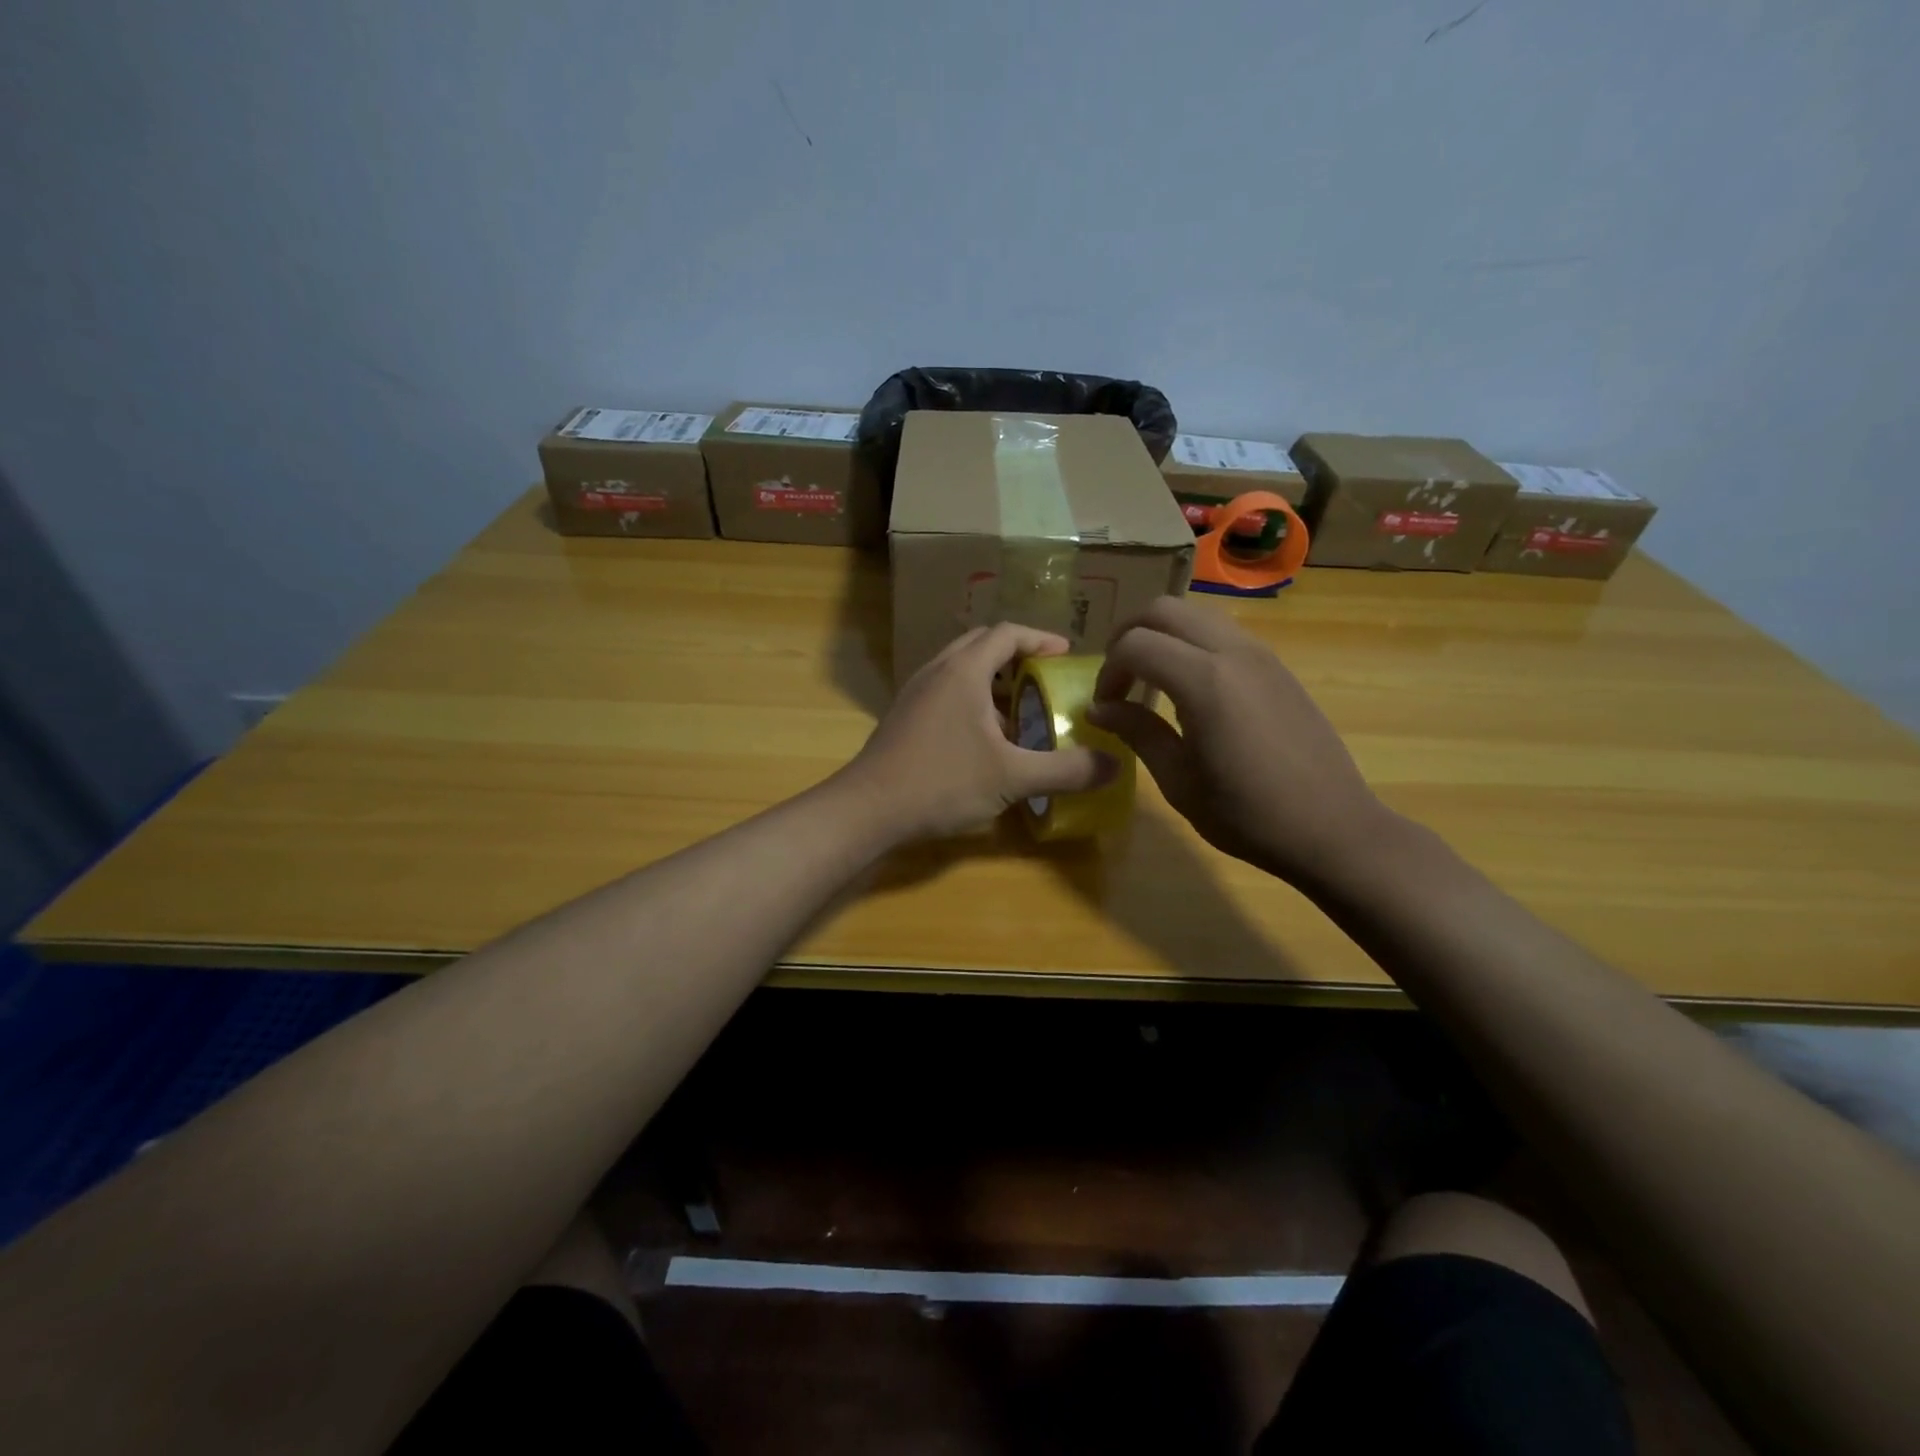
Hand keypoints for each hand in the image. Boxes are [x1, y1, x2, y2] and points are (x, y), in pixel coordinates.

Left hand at [840, 623, 1113, 841]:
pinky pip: (945, 691)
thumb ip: (1065, 770)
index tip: (1066, 655)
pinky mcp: (904, 716)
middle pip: (982, 644)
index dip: (1041, 639)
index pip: (1008, 633)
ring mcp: (915, 692)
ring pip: (960, 668)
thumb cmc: (941, 782)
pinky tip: (984, 740)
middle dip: (1016, 656)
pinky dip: (971, 700)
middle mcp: (937, 670)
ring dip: (992, 681)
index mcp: (964, 670)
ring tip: (1019, 712)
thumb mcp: (1012, 778)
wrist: (868, 808)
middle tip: (1044, 680)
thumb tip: (1114, 765)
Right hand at [1087, 597, 1392, 885]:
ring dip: (1163, 635)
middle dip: (1129, 635)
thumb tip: (1098, 709)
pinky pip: (1223, 633)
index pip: (1135, 644)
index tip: (1105, 706)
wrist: (1331, 828)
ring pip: (1196, 614)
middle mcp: (1233, 652)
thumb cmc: (1246, 814)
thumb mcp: (1179, 780)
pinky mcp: (1277, 666)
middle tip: (1119, 677)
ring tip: (1151, 678)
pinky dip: (1193, 643)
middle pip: (1164, 609)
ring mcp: (1261, 654)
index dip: (1108, 671)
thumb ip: (1137, 732)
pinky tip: (1191, 689)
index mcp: (1204, 681)